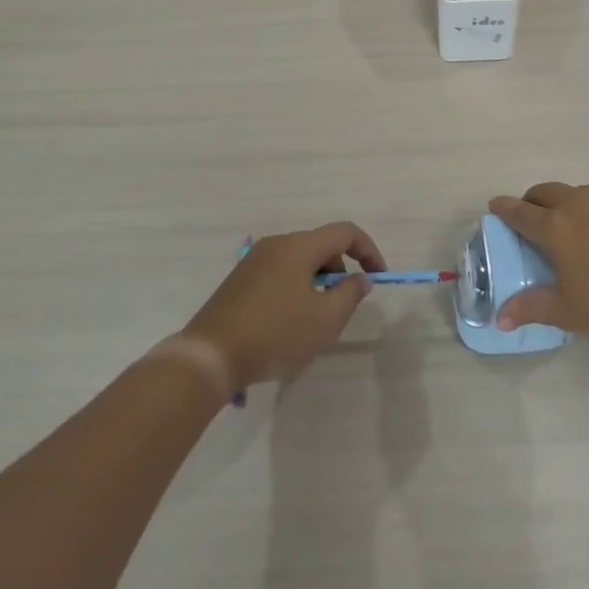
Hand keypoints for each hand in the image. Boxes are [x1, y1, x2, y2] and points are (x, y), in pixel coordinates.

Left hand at [181, 223, 385, 388]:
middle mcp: (276, 244)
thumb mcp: (326, 320)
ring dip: (318, 282)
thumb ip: (350, 294)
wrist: (210, 356)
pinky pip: (279, 274)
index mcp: (299, 246)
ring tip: (316, 319)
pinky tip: (289, 323)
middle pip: (321, 245)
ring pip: (299, 261)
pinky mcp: (239, 281)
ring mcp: (253, 261)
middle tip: (344, 305)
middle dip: (341, 270)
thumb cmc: (275, 334)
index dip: (368, 251)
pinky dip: (296, 288)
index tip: (378, 278)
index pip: (345, 232)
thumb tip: (360, 278)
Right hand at [487, 166, 588, 347]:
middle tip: (532, 218)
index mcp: (555, 229)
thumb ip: (531, 308)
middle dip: (533, 202)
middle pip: (545, 193)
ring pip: (578, 188)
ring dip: (567, 199)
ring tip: (570, 215)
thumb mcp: (570, 313)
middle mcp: (578, 204)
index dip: (504, 209)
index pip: (520, 213)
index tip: (495, 207)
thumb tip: (500, 318)